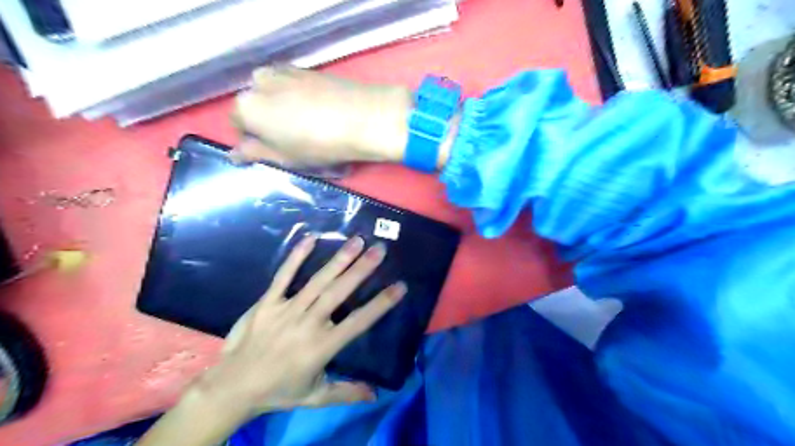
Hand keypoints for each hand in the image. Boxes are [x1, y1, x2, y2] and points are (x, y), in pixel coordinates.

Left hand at [193, 235, 404, 416]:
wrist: (231, 388)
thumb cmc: (278, 391)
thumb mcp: (316, 397)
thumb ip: (347, 393)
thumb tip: (377, 395)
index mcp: (322, 347)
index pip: (358, 322)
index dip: (380, 304)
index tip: (399, 287)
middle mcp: (307, 324)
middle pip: (339, 293)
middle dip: (361, 270)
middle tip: (380, 250)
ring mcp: (286, 310)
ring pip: (317, 281)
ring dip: (338, 260)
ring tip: (356, 241)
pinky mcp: (267, 303)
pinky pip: (283, 277)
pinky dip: (296, 257)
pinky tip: (310, 239)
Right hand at [228, 67, 409, 166]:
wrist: (363, 118)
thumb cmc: (318, 145)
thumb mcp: (284, 158)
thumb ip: (255, 154)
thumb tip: (234, 154)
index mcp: (247, 106)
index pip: (238, 124)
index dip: (255, 141)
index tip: (275, 153)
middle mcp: (259, 81)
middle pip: (258, 106)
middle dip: (270, 124)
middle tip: (296, 143)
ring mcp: (285, 71)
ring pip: (276, 96)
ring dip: (286, 112)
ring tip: (313, 131)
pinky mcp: (309, 70)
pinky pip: (295, 89)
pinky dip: (302, 102)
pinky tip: (323, 116)